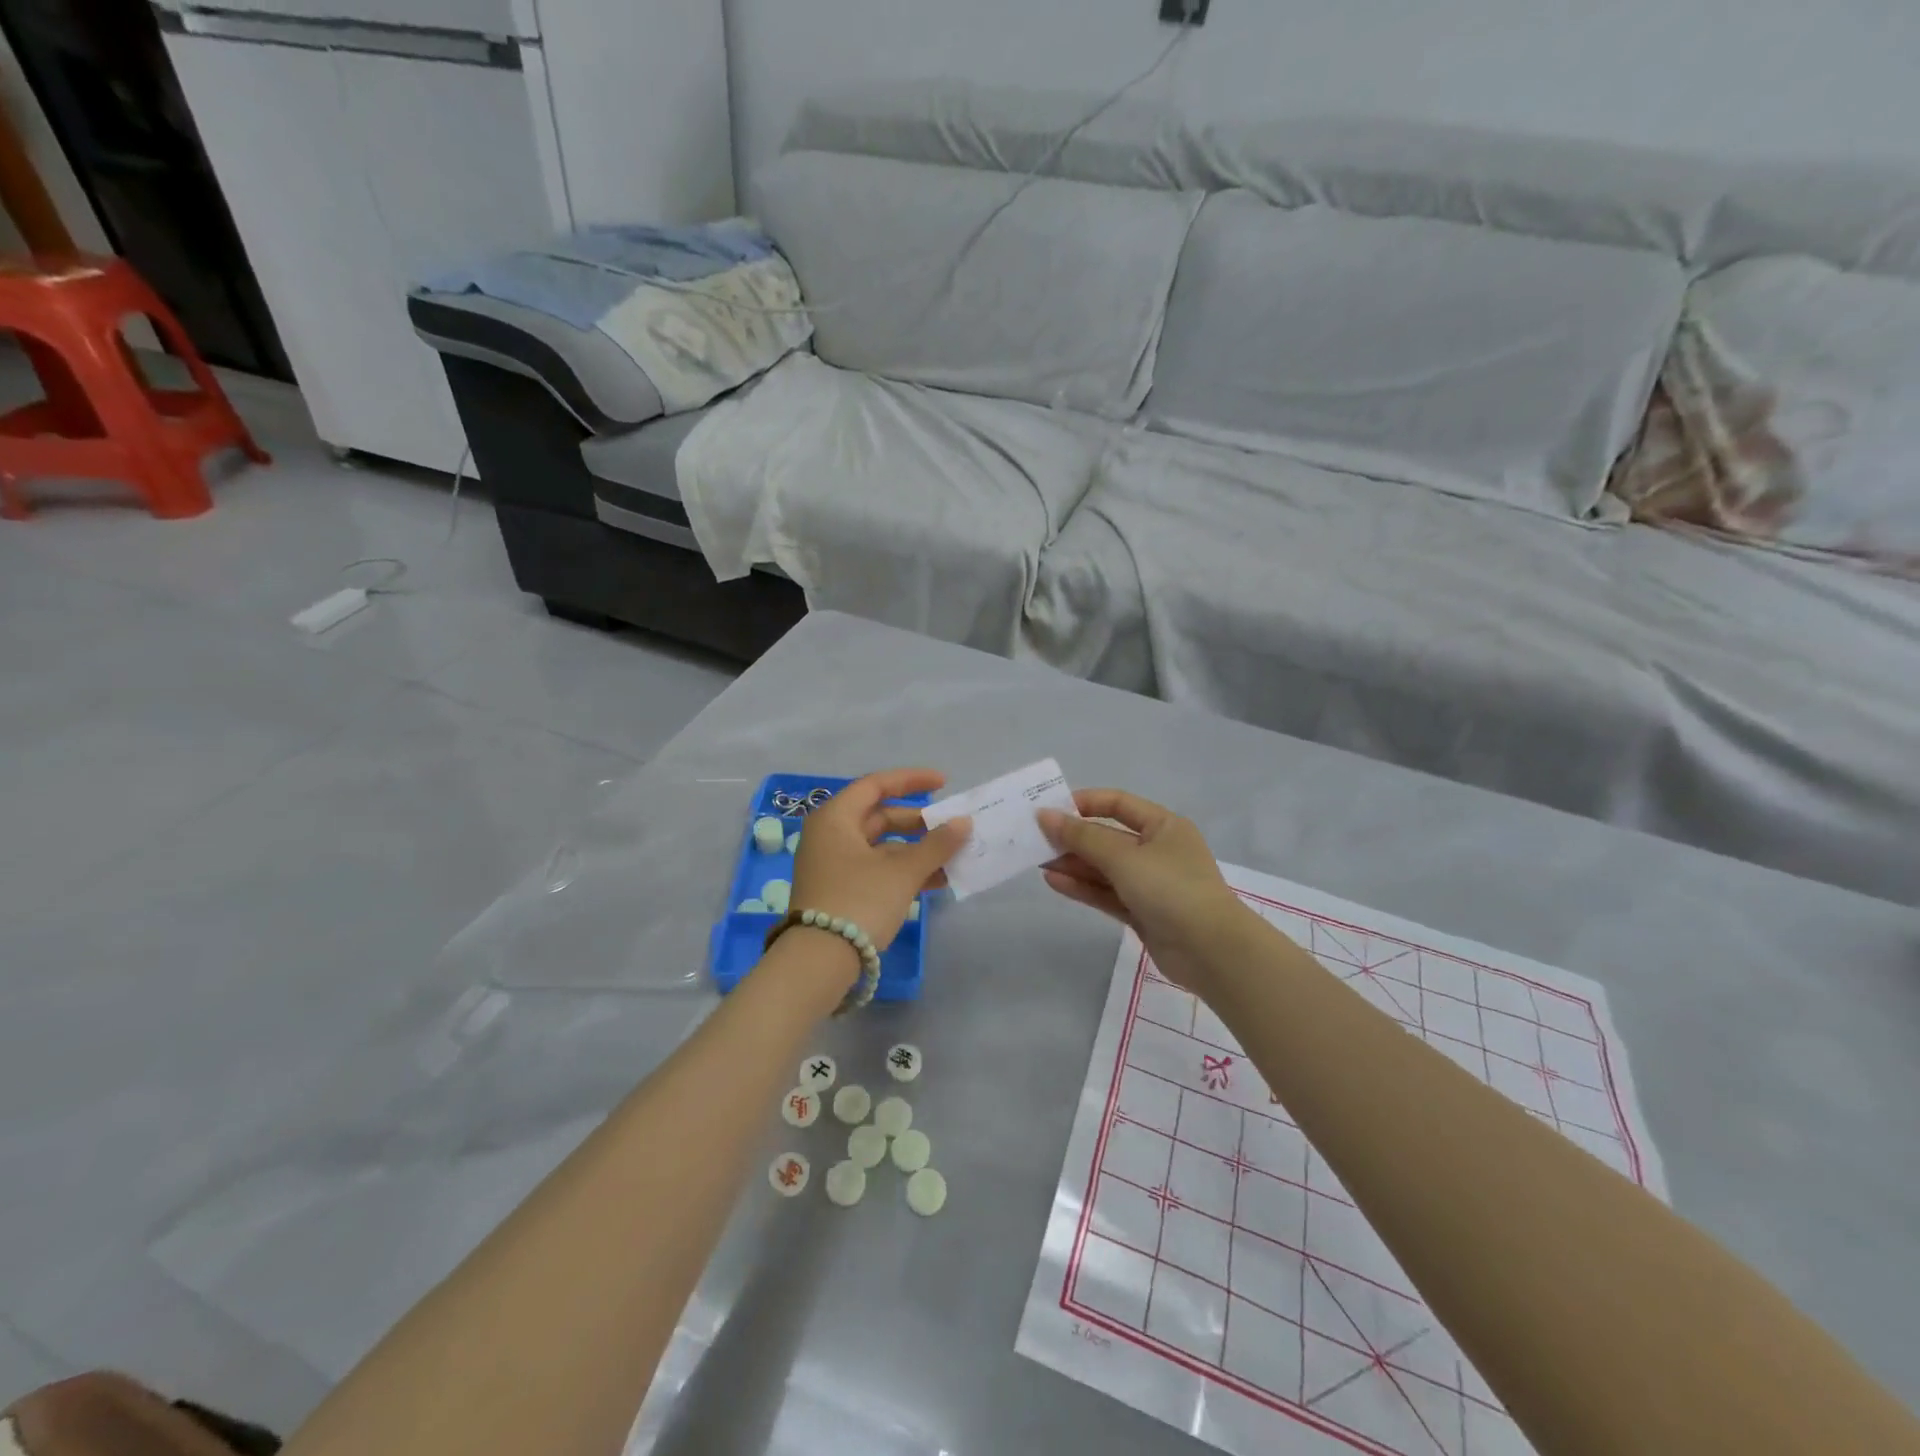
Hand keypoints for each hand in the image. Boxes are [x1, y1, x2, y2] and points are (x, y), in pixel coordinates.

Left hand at [790, 768, 970, 955]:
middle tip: (951, 828)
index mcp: (836, 818)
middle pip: (880, 817)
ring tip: (953, 858)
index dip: (911, 781)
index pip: (876, 785)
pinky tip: (936, 881)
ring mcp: (832, 865)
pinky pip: (876, 869)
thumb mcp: (903, 872)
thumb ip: (936, 844)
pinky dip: (903, 871)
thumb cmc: (859, 902)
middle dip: (919, 823)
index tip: (944, 783)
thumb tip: (964, 823)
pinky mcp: (838, 891)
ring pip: (881, 847)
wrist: (819, 963)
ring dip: (916, 851)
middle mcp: (830, 835)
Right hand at [1038, 789, 1251, 989]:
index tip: (1051, 810)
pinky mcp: (1141, 912)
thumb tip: (1045, 815)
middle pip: (1107, 837)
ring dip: (1073, 864)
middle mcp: (1157, 850)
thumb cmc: (1171, 889)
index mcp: (1163, 826)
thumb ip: (1082, 837)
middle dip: (1073, 838)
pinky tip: (1054, 881)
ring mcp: (1149, 883)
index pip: (1118, 804)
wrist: (1211, 952)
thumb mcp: (1124, 857)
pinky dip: (1082, 887)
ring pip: (1104, 868)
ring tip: (1037, 861)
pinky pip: (1106, 893)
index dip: (1084, 803)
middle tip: (1035, 840)